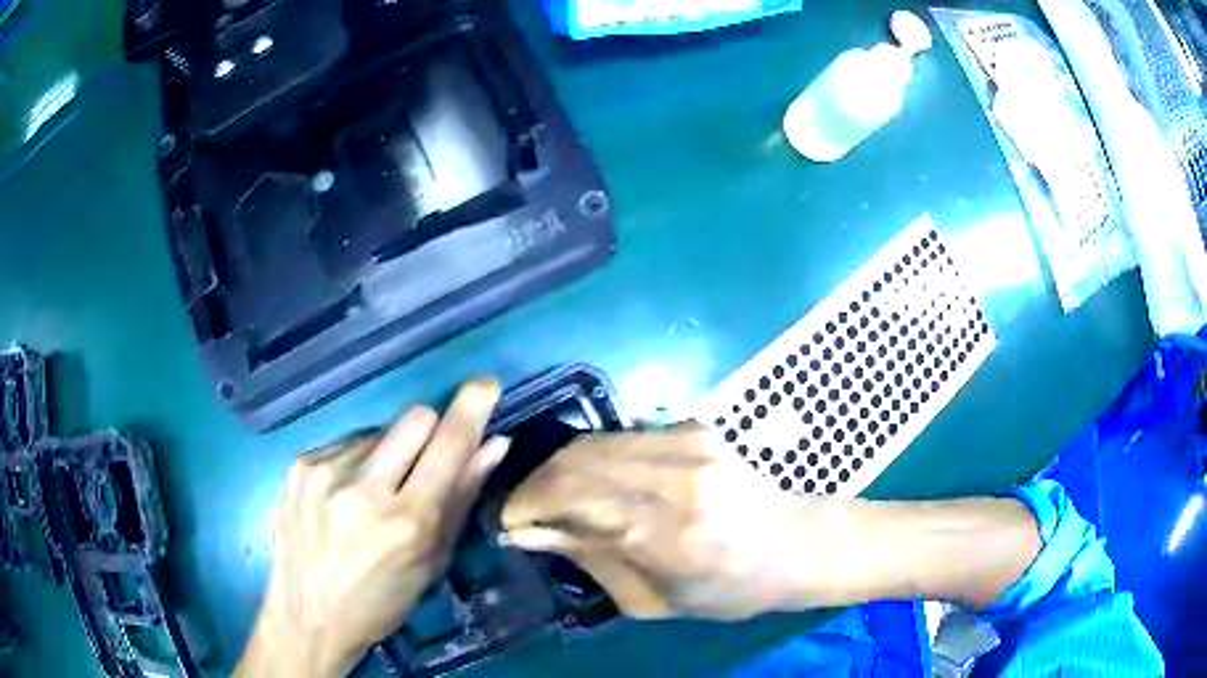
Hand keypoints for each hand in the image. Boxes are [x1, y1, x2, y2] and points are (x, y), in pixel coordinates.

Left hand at [236, 379, 509, 677]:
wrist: (308, 616)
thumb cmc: (382, 602)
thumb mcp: (432, 562)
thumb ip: (462, 498)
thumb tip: (494, 444)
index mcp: (407, 522)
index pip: (449, 444)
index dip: (472, 408)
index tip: (485, 384)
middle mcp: (363, 489)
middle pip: (415, 418)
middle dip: (430, 432)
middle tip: (423, 464)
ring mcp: (324, 473)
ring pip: (378, 433)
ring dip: (387, 455)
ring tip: (372, 497)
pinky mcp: (298, 466)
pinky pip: (345, 445)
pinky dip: (355, 463)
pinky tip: (344, 498)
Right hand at [500, 425, 857, 619]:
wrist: (794, 544)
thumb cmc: (727, 590)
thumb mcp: (652, 600)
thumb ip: (589, 559)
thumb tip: (527, 532)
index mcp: (672, 535)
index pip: (574, 498)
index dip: (527, 505)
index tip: (507, 522)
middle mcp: (678, 479)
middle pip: (575, 460)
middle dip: (534, 483)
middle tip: (521, 509)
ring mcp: (690, 444)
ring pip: (592, 441)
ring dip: (558, 468)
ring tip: (548, 496)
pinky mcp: (694, 428)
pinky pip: (619, 437)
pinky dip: (592, 459)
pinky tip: (590, 482)